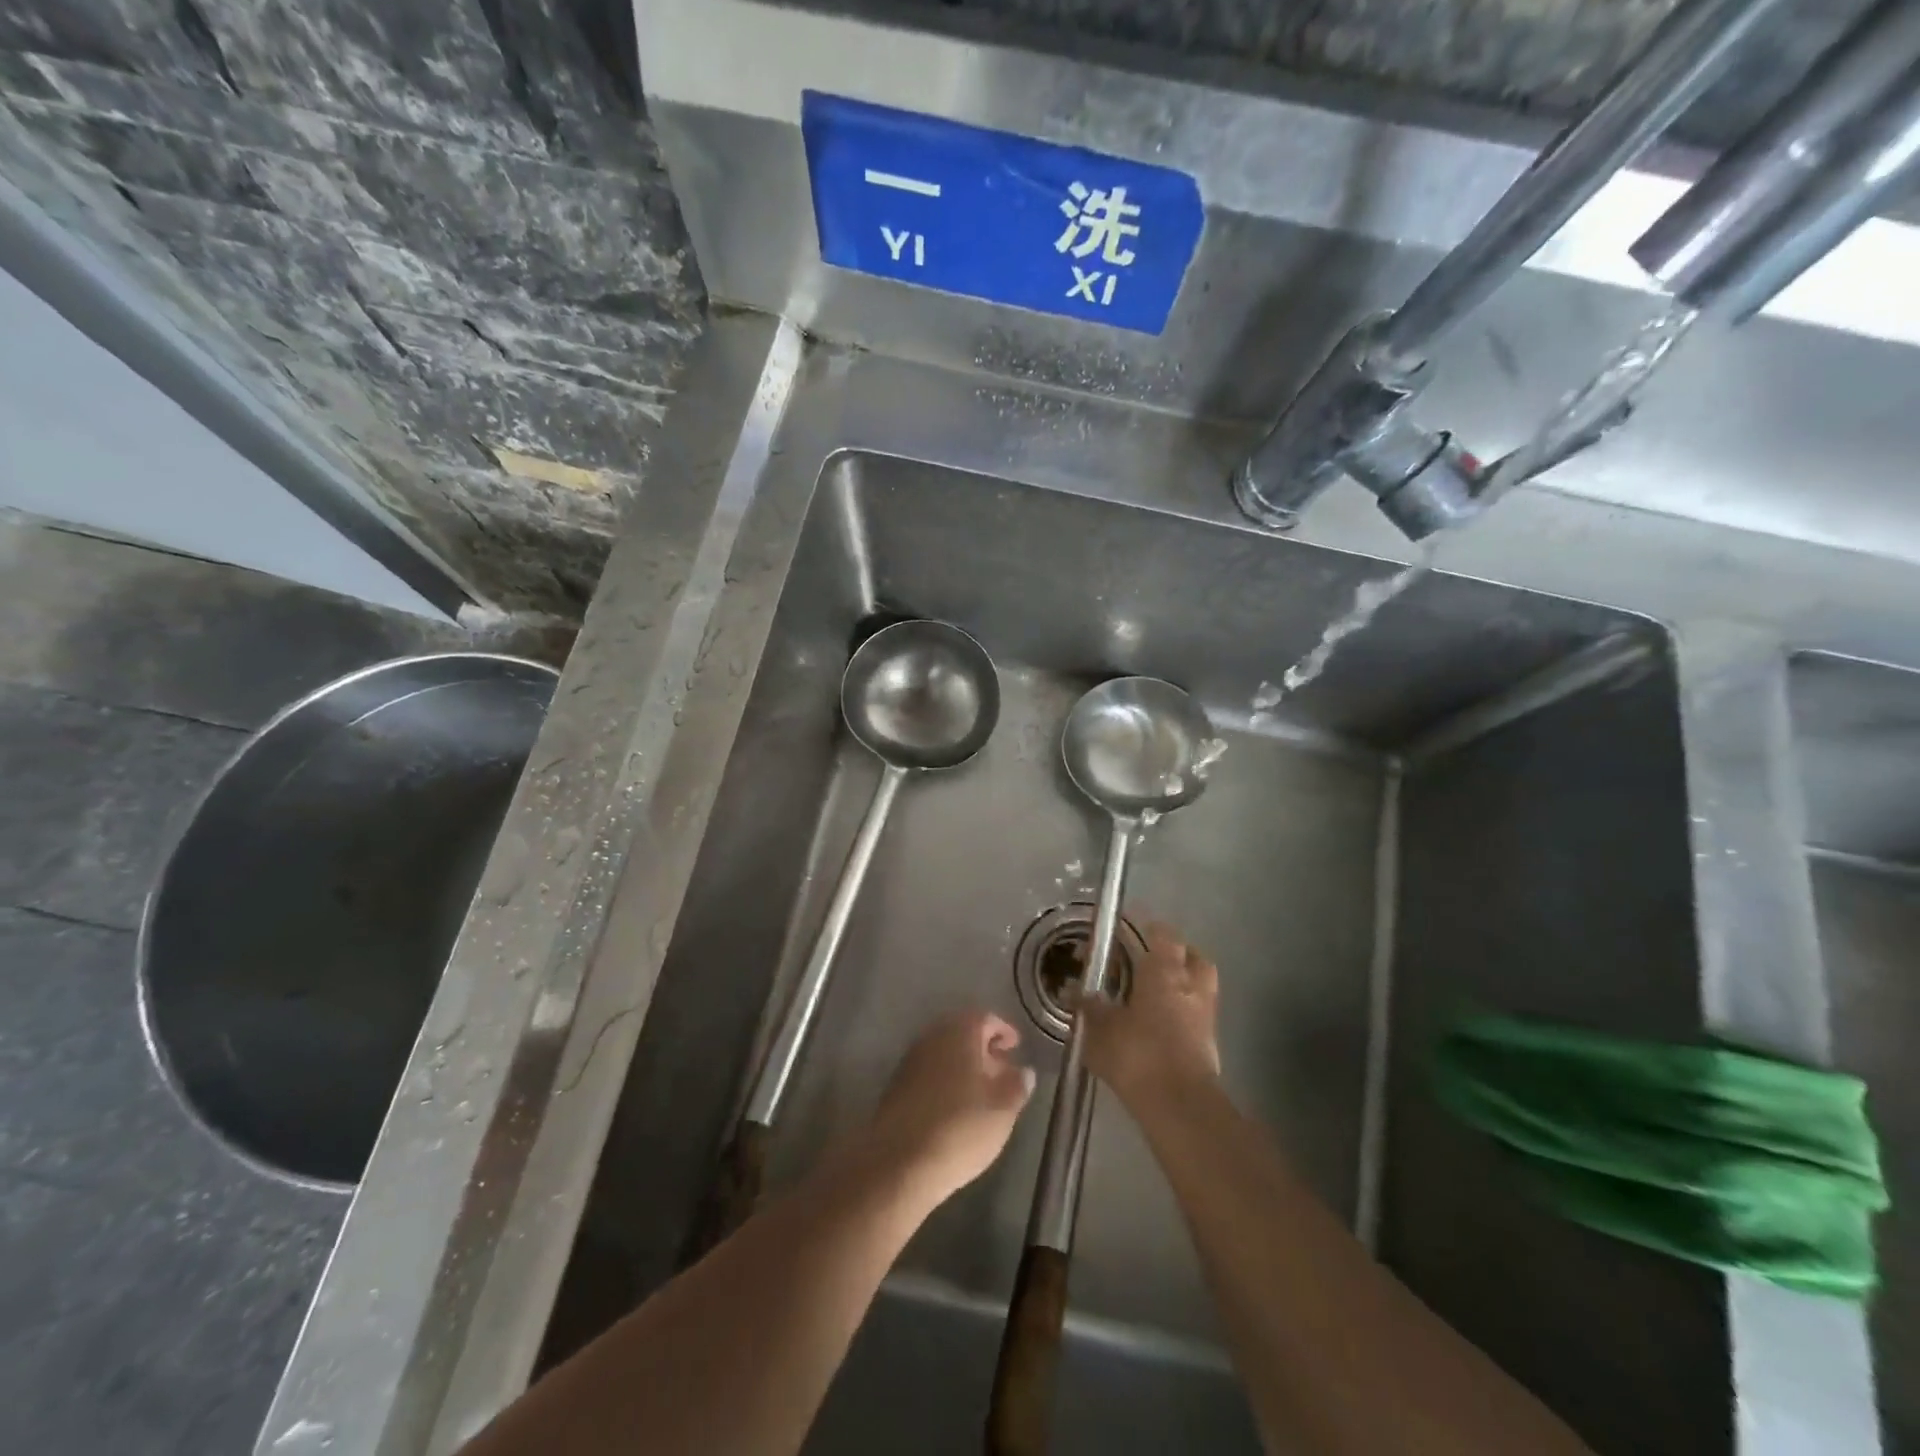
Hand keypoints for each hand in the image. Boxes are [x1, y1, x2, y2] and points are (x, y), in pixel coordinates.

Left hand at [869, 1010, 1034, 1204]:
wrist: (899, 1162)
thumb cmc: (960, 1128)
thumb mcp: (1002, 1110)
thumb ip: (1017, 1085)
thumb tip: (1024, 1070)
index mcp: (959, 1032)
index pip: (985, 1018)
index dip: (1004, 1031)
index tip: (1016, 1047)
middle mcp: (932, 1037)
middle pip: (961, 1033)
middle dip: (983, 1048)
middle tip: (1001, 1070)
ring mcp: (910, 1060)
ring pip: (943, 1052)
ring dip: (963, 1065)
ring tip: (981, 1092)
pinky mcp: (896, 1085)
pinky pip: (928, 1071)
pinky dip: (945, 1079)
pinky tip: (954, 1106)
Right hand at [1080, 920, 1221, 1106]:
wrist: (1178, 1106)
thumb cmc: (1138, 1054)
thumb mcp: (1100, 1029)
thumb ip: (1087, 1006)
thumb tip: (1071, 990)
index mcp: (1164, 971)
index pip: (1163, 934)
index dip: (1148, 927)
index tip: (1129, 929)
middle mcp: (1190, 985)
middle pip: (1192, 956)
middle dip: (1175, 953)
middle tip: (1149, 959)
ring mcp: (1205, 1015)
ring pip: (1200, 985)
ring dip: (1183, 983)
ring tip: (1155, 992)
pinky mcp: (1210, 1044)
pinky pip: (1198, 1015)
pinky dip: (1183, 1012)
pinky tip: (1161, 1024)